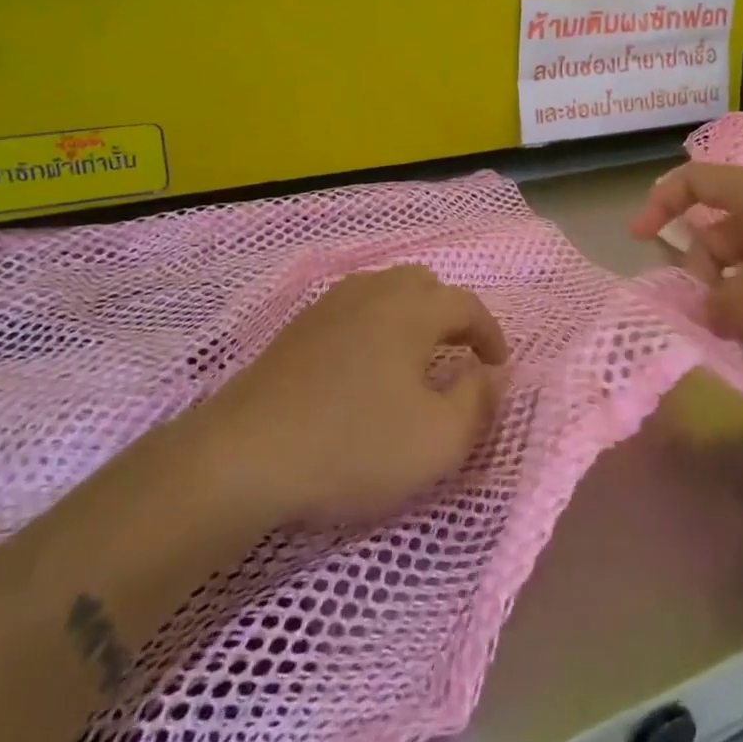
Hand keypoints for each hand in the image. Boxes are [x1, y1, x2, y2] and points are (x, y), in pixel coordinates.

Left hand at [202, 266, 509, 526]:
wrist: (244, 457)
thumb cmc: (354, 446)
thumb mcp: (439, 441)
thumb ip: (479, 402)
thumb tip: (488, 375)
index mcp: (411, 310)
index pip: (466, 304)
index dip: (490, 333)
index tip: (498, 367)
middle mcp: (372, 293)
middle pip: (423, 284)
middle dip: (449, 314)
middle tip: (458, 354)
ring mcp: (328, 307)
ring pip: (383, 291)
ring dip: (411, 316)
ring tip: (415, 357)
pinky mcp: (297, 328)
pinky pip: (352, 309)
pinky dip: (375, 325)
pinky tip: (366, 365)